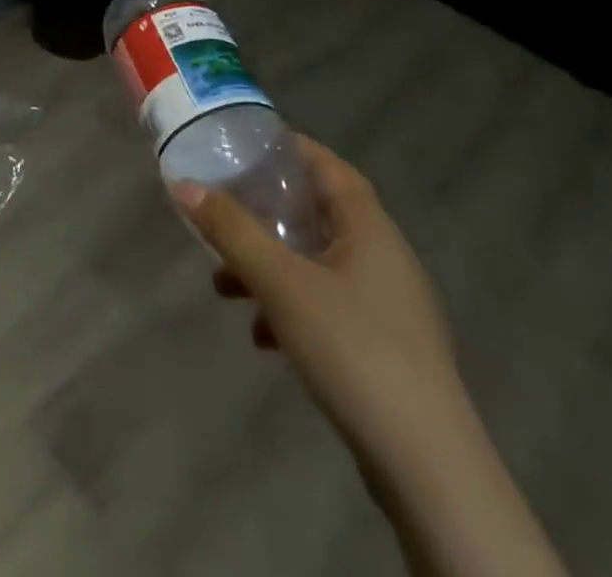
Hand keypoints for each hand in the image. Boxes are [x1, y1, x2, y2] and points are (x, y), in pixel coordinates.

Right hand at [175, 136, 465, 473]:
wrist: (426, 466)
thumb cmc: (352, 348)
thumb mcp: (280, 282)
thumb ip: (231, 230)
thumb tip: (184, 185)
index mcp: (369, 228)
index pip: (329, 166)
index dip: (288, 149)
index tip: (244, 146)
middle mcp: (385, 257)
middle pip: (319, 214)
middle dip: (267, 213)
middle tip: (224, 211)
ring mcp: (389, 306)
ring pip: (319, 264)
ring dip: (273, 265)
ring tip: (226, 285)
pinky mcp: (386, 348)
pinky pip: (330, 306)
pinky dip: (293, 307)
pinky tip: (263, 336)